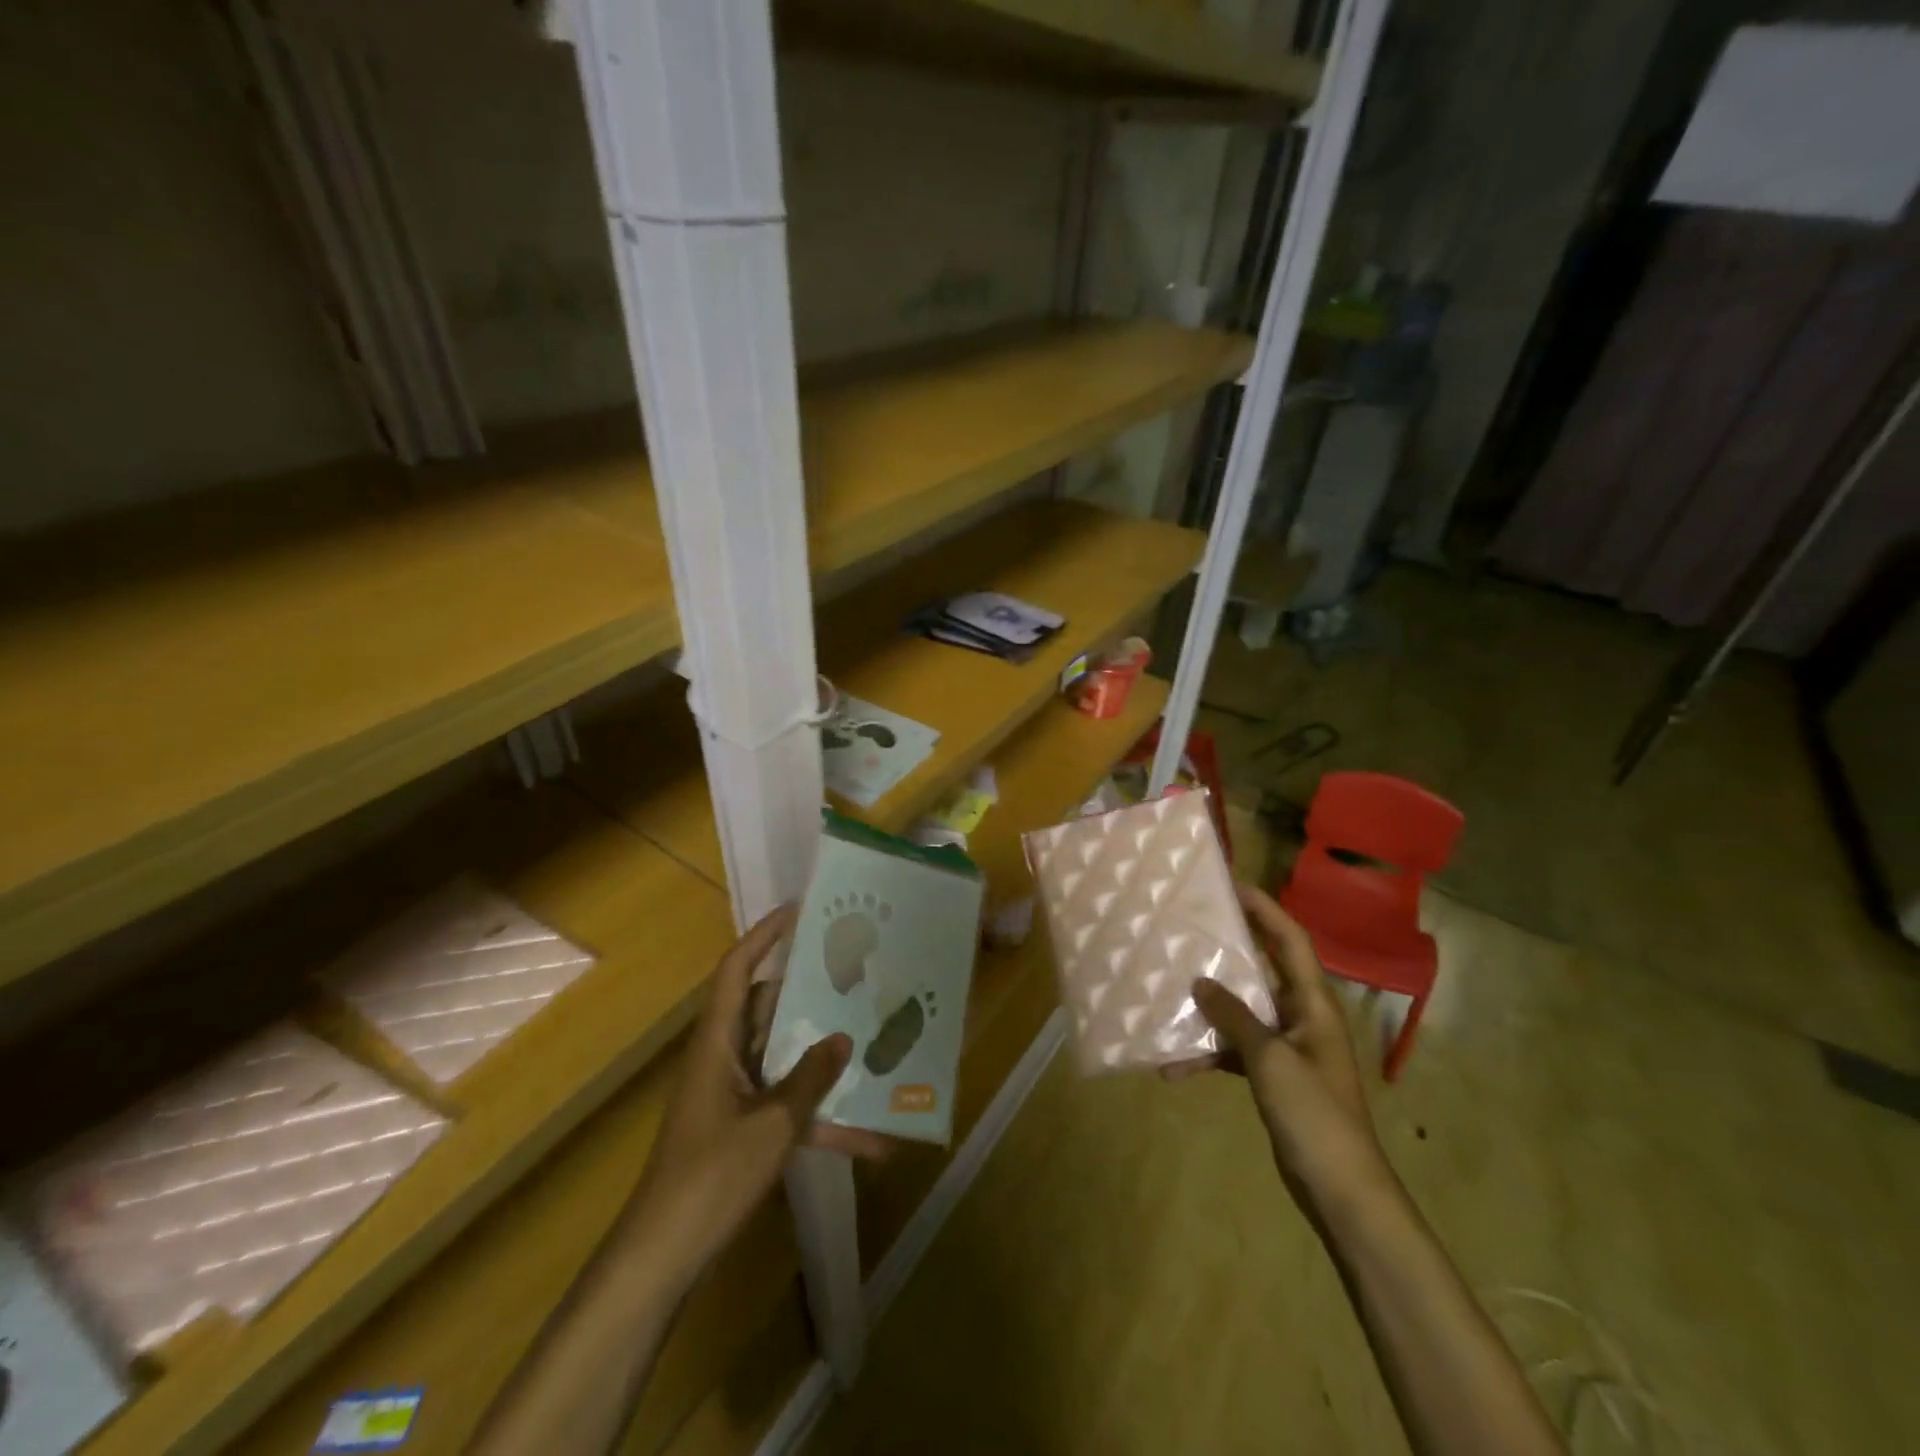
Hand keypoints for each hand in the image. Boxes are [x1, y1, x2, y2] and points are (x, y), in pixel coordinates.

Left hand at [622, 904, 887, 1295]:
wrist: (664, 1257)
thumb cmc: (711, 1177)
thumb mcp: (772, 1126)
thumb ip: (810, 1079)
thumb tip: (842, 1038)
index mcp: (718, 1043)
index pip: (736, 970)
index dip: (763, 936)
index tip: (799, 912)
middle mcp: (725, 1058)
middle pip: (768, 1010)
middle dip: (811, 995)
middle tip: (855, 976)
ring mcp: (734, 1094)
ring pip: (784, 1059)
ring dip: (823, 1063)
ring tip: (873, 1046)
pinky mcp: (742, 1127)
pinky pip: (787, 1107)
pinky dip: (821, 1118)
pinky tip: (869, 1141)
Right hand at [1165, 883, 1389, 1214]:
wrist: (1341, 1190)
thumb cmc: (1314, 1114)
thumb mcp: (1270, 1059)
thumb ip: (1234, 1016)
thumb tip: (1200, 981)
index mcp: (1313, 1003)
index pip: (1290, 939)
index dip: (1264, 908)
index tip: (1230, 885)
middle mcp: (1302, 1016)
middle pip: (1264, 968)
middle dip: (1229, 948)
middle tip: (1190, 927)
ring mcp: (1288, 1047)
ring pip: (1243, 1010)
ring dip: (1209, 1007)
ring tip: (1169, 992)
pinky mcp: (1275, 1076)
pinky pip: (1236, 1049)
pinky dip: (1210, 1052)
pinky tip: (1175, 1065)